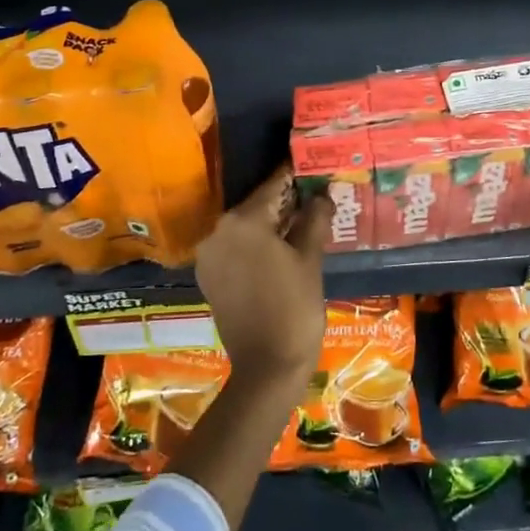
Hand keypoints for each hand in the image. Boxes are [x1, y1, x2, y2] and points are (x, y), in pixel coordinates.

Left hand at [195, 167, 328, 391]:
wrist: (267, 366)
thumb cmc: (295, 307)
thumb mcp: (310, 259)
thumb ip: (314, 219)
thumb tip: (321, 194)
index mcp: (242, 221)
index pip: (273, 187)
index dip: (294, 176)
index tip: (310, 164)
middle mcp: (217, 231)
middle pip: (256, 206)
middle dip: (284, 201)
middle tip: (312, 196)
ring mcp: (209, 255)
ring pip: (244, 227)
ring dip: (269, 223)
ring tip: (301, 222)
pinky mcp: (208, 276)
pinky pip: (234, 248)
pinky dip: (254, 244)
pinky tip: (279, 248)